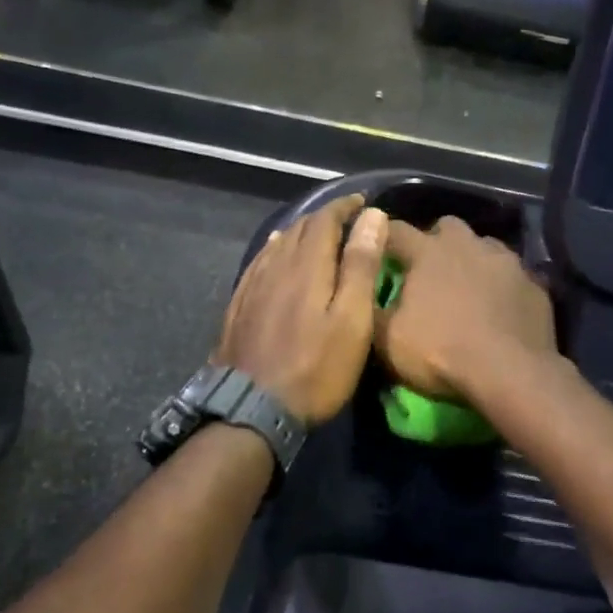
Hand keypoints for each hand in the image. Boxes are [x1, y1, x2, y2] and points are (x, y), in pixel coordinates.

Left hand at [215, 196, 388, 424]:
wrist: (253, 410)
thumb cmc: (316, 368)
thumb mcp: (352, 320)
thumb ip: (361, 265)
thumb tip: (372, 216)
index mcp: (307, 265)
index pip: (325, 219)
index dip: (345, 207)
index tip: (364, 202)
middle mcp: (276, 266)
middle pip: (300, 228)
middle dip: (325, 217)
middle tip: (347, 219)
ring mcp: (252, 286)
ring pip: (278, 244)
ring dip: (301, 232)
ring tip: (317, 233)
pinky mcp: (239, 306)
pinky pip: (259, 263)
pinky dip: (276, 250)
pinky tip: (276, 255)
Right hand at [375, 217, 556, 400]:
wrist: (511, 372)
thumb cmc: (440, 352)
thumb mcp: (387, 340)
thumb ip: (370, 310)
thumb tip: (362, 295)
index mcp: (428, 251)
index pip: (395, 230)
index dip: (382, 238)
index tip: (375, 249)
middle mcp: (468, 244)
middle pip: (446, 227)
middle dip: (435, 242)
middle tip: (428, 271)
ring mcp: (506, 261)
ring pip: (484, 246)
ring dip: (472, 260)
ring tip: (467, 289)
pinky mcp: (533, 283)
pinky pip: (512, 275)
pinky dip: (501, 286)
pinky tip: (499, 309)